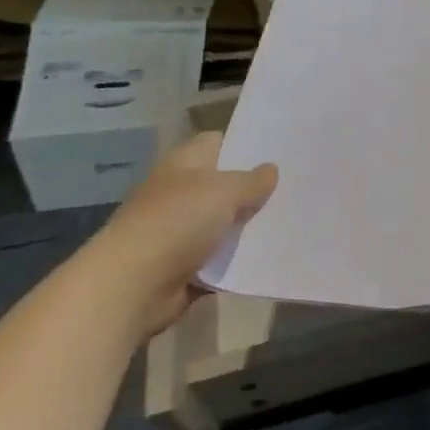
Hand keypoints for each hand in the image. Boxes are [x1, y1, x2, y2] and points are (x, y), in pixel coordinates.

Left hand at [82, 132, 277, 337]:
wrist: (131, 287)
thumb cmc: (176, 223)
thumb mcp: (224, 192)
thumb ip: (252, 180)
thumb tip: (271, 169)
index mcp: (184, 164)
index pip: (218, 142)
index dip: (246, 144)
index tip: (281, 150)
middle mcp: (181, 193)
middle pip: (225, 184)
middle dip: (256, 187)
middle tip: (298, 185)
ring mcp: (181, 231)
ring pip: (225, 222)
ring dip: (250, 226)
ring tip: (294, 219)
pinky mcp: (185, 266)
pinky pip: (221, 258)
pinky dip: (240, 259)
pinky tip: (272, 254)